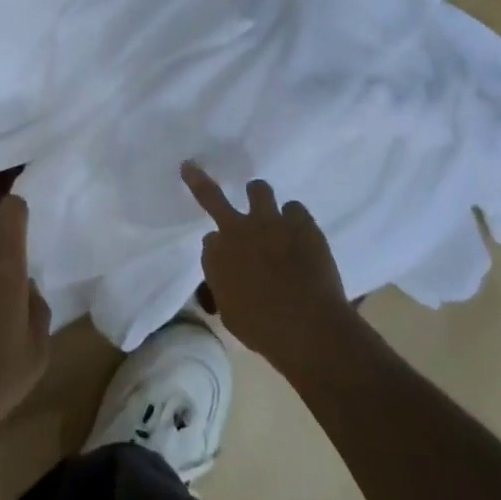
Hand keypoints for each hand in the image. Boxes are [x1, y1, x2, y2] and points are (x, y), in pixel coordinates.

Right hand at [181, 162, 353, 380]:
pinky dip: (295, 219)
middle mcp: (236, 230)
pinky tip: (300, 233)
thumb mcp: (230, 314)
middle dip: (199, 180)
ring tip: (267, 208)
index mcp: (216, 255)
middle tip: (193, 169)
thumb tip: (229, 275)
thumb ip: (225, 286)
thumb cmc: (262, 330)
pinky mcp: (301, 223)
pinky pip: (295, 207)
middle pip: (212, 196)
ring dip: (259, 196)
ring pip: (258, 189)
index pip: (209, 240)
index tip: (227, 258)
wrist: (307, 327)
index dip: (218, 247)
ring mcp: (270, 221)